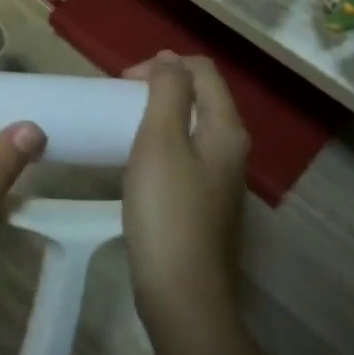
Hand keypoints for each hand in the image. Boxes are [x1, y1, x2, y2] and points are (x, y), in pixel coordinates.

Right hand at [120, 53, 249, 339]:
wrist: (182, 294)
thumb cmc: (166, 211)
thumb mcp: (160, 142)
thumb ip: (168, 93)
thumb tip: (170, 60)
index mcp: (225, 129)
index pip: (203, 71)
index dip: (163, 65)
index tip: (123, 84)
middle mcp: (232, 149)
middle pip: (201, 96)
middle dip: (162, 86)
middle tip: (121, 100)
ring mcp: (221, 179)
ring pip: (193, 126)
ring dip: (160, 114)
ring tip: (125, 125)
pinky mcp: (206, 204)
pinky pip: (186, 155)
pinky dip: (162, 143)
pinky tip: (138, 163)